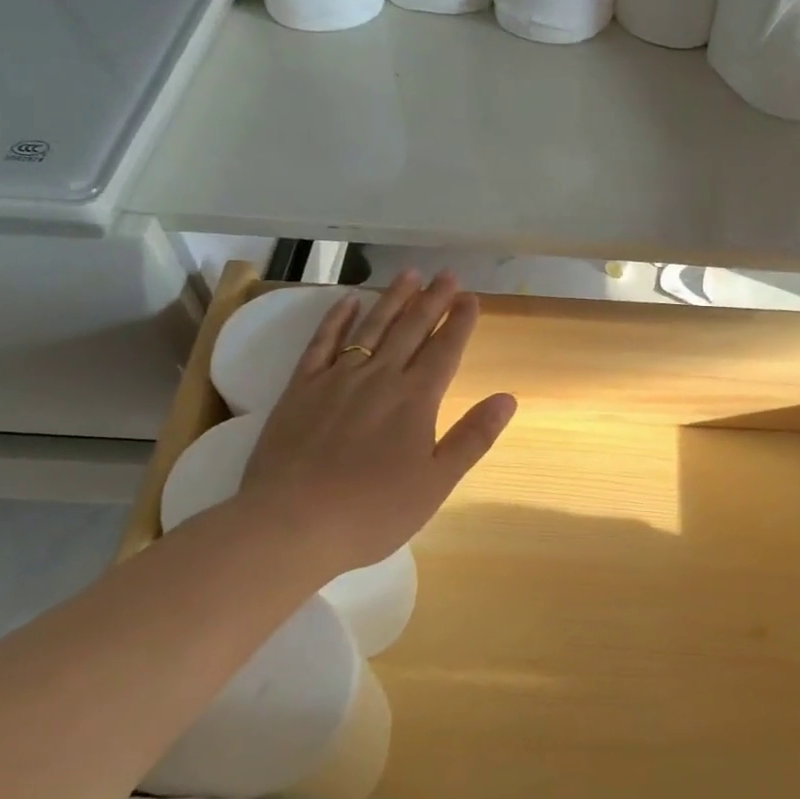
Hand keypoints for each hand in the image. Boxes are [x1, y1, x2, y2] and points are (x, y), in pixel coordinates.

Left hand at [231, 271, 516, 577]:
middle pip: (411, 329)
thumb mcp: (436, 483)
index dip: (460, 322)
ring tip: (409, 274)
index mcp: (415, 400)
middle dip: (433, 300)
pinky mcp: (301, 388)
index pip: (444, 350)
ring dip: (393, 298)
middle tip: (448, 275)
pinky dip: (337, 318)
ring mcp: (337, 379)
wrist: (291, 524)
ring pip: (371, 327)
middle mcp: (379, 377)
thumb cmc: (372, 511)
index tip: (471, 298)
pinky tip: (349, 300)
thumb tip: (508, 398)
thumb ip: (473, 437)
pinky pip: (322, 342)